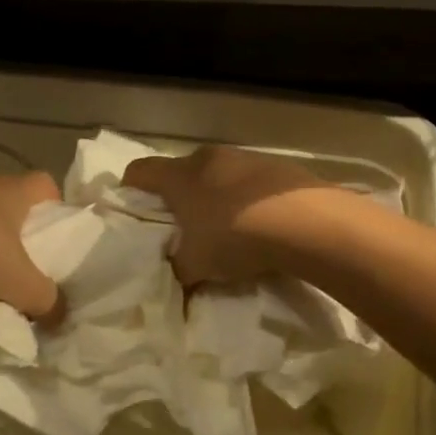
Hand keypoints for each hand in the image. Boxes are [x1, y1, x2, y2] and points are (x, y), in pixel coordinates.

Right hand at [123, 146, 332, 284]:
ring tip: (226, 229)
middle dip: (178, 198)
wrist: (304, 220)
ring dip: (215, 196)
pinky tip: (260, 225)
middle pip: (181, 172)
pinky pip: (250, 181)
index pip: (139, 171)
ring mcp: (245, 157)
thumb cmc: (235, 236)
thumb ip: (178, 269)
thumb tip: (175, 276)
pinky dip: (246, 198)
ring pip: (217, 175)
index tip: (134, 212)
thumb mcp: (196, 264)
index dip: (131, 190)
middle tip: (183, 229)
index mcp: (179, 175)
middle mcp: (208, 158)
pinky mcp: (276, 165)